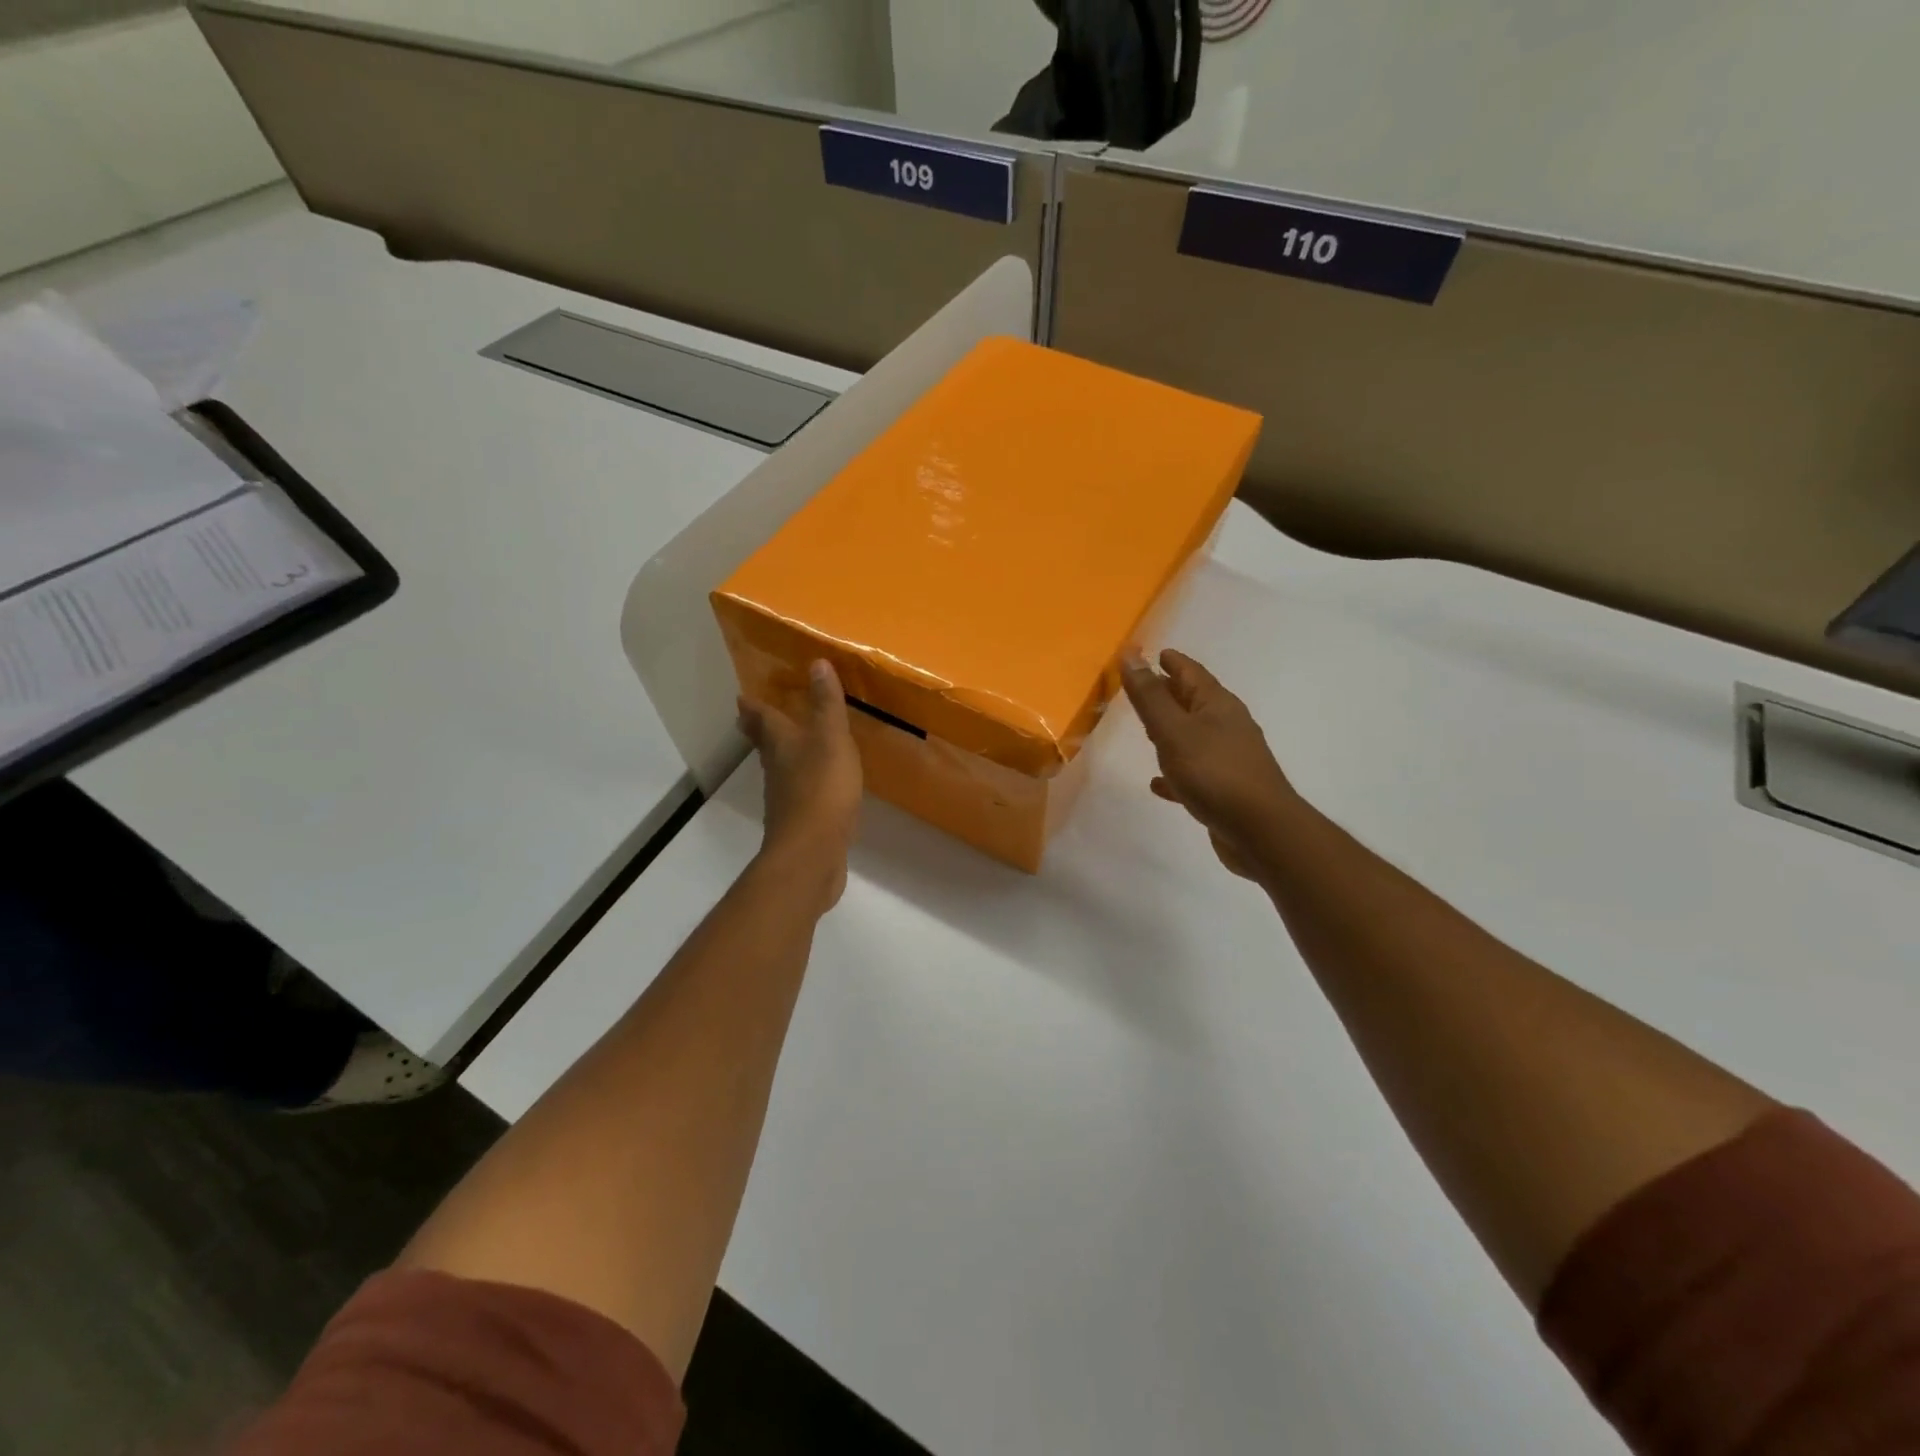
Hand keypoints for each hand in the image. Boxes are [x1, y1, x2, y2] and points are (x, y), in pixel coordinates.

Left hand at [739, 660, 862, 908]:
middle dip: (761, 729)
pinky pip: (800, 794)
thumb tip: (816, 663)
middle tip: (756, 717)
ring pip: (780, 769)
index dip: (754, 706)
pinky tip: (818, 786)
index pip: (762, 718)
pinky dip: (804, 783)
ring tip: (793, 745)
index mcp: (782, 744)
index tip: (743, 696)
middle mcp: (777, 769)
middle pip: (765, 744)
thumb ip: (826, 703)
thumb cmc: (821, 789)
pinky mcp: (800, 823)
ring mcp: (786, 799)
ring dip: (782, 756)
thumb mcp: (831, 738)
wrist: (812, 853)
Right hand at [1121, 649, 1298, 881]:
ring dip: (1171, 731)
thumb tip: (1130, 654)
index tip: (1156, 653)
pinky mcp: (1225, 790)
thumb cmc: (1214, 773)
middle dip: (1170, 694)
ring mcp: (1229, 759)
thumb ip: (1150, 696)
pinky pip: (1194, 772)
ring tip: (1146, 730)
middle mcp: (1227, 727)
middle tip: (1144, 688)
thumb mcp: (1174, 730)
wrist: (1260, 830)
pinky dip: (1175, 772)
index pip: (1192, 673)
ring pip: (1194, 737)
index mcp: (1218, 706)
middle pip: (1194, 702)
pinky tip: (1158, 783)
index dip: (1173, 662)